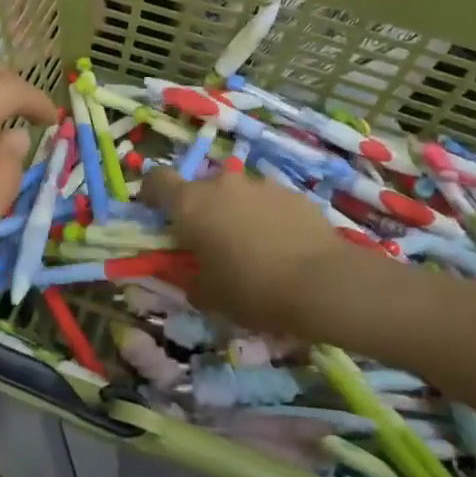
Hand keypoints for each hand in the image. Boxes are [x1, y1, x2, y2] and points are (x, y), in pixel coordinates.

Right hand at [141, 167, 354, 337]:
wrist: (325, 283)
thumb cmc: (253, 290)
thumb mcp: (208, 296)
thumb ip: (188, 279)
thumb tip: (188, 274)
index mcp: (190, 204)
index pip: (156, 180)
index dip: (151, 194)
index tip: (155, 215)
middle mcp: (222, 184)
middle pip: (200, 189)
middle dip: (201, 211)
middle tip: (211, 244)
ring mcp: (259, 184)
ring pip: (236, 194)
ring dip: (235, 213)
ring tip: (253, 249)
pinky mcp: (292, 193)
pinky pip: (267, 202)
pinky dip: (266, 218)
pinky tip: (282, 248)